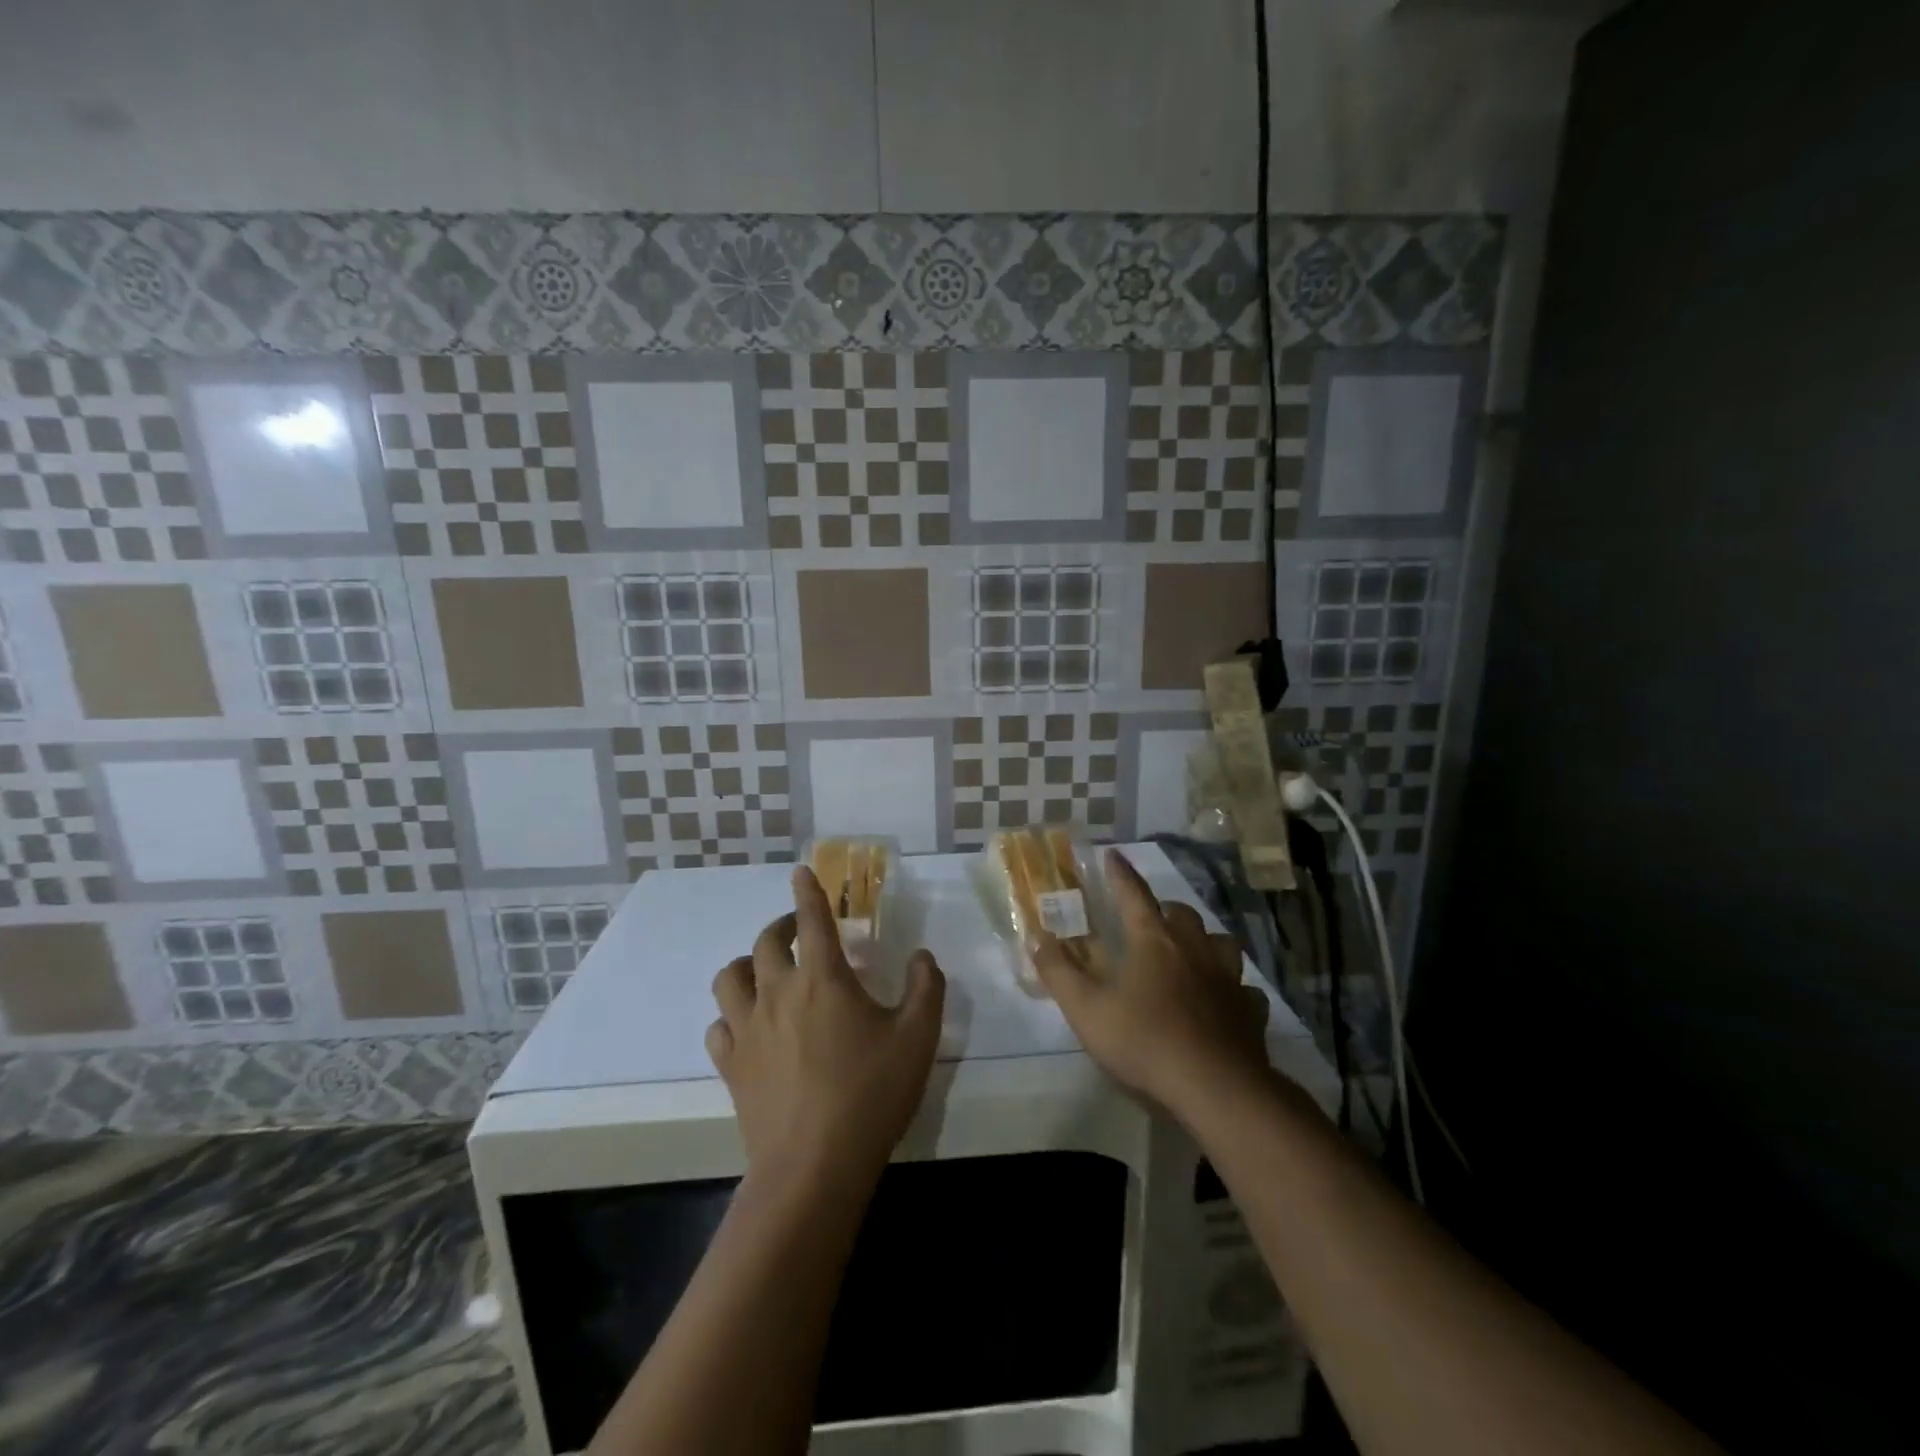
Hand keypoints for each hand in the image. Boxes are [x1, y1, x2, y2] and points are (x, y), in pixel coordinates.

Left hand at [708, 866, 946, 1184]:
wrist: (814, 1166)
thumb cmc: (871, 1093)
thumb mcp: (918, 1037)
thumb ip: (926, 987)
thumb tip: (922, 956)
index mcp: (822, 977)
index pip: (812, 919)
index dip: (807, 891)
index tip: (799, 871)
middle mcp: (778, 992)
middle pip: (765, 942)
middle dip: (781, 926)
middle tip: (798, 931)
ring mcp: (748, 1029)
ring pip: (730, 978)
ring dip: (747, 965)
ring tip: (765, 971)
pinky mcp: (731, 1065)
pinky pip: (719, 1026)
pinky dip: (732, 1016)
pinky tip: (748, 1026)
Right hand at [1032, 849, 1270, 1117]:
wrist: (1215, 1087)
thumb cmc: (1144, 1041)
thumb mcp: (1086, 1008)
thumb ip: (1058, 971)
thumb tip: (1036, 937)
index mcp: (1153, 941)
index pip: (1134, 894)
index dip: (1121, 874)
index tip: (1112, 854)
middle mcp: (1194, 949)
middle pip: (1182, 914)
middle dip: (1165, 910)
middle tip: (1152, 920)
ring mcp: (1228, 979)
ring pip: (1222, 944)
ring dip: (1206, 942)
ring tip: (1193, 954)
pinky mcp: (1250, 1011)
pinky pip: (1244, 990)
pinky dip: (1233, 990)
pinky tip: (1226, 1002)